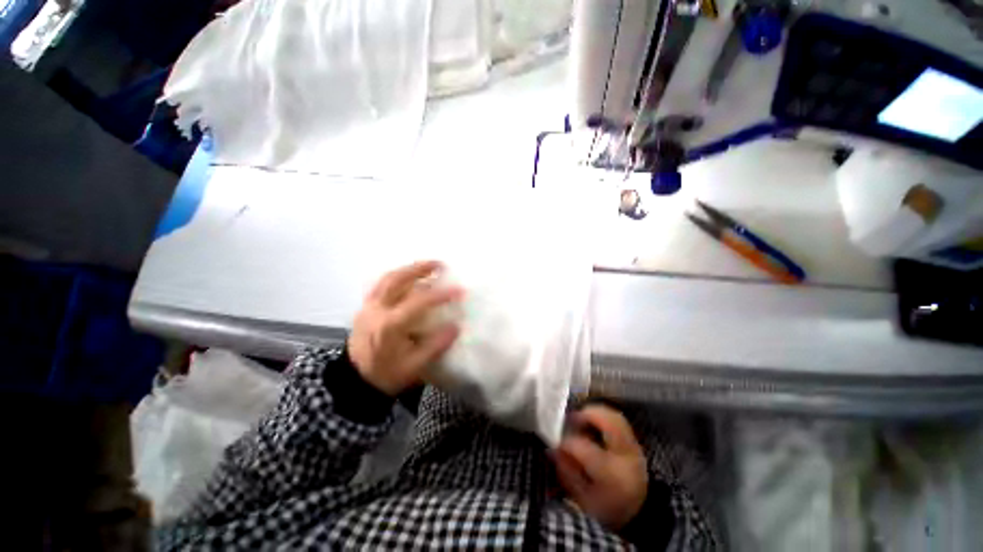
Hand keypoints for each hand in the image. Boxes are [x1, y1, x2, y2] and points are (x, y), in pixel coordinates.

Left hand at [348, 261, 462, 396]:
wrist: (355, 382)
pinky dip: (397, 277)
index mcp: (389, 326)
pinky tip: (409, 277)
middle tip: (439, 264)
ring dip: (408, 269)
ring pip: (387, 278)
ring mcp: (368, 306)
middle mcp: (376, 310)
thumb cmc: (386, 375)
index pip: (418, 302)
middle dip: (419, 268)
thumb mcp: (414, 366)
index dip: (440, 295)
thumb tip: (455, 327)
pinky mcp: (365, 307)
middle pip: (397, 280)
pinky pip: (381, 284)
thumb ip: (435, 345)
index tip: (459, 291)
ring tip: (426, 266)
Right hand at [553, 405, 648, 531]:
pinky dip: (602, 416)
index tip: (555, 444)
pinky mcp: (634, 440)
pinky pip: (617, 419)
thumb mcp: (585, 500)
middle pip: (606, 421)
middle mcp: (624, 453)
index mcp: (610, 472)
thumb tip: (553, 450)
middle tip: (569, 420)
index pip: (582, 446)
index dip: (565, 442)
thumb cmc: (609, 508)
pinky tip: (592, 423)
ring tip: (580, 419)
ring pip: (613, 415)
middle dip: (584, 415)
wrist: (642, 513)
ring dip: (593, 412)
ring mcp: (632, 445)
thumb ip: (568, 474)